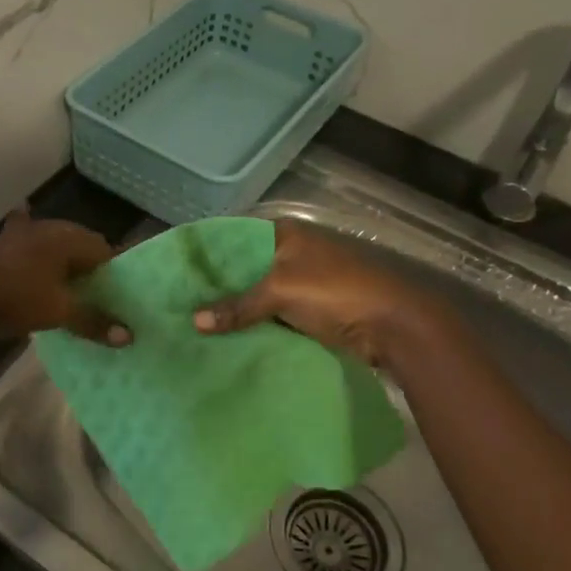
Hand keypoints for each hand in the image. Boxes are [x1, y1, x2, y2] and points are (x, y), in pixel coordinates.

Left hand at [0, 208, 130, 345]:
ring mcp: (22, 234)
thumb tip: (129, 336)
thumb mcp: (59, 313)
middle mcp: (48, 228)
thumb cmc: (16, 300)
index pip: (105, 249)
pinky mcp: (2, 246)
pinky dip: (34, 244)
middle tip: (98, 295)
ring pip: (54, 244)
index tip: (119, 295)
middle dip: (91, 267)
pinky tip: (32, 236)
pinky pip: (27, 241)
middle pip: (80, 245)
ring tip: (72, 285)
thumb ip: (94, 321)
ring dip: (64, 260)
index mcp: (67, 237)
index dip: (115, 272)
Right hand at [192, 219, 446, 364]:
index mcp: (285, 233)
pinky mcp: (308, 308)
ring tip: (193, 322)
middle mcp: (291, 252)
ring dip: (235, 308)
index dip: (207, 254)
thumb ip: (237, 305)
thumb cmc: (336, 292)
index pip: (234, 237)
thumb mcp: (281, 292)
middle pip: (244, 267)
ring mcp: (301, 281)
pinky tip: (225, 337)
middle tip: (179, 302)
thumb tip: (194, 322)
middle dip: (217, 286)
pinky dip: (253, 323)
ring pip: (257, 293)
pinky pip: (271, 313)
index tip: (176, 271)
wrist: (394, 325)